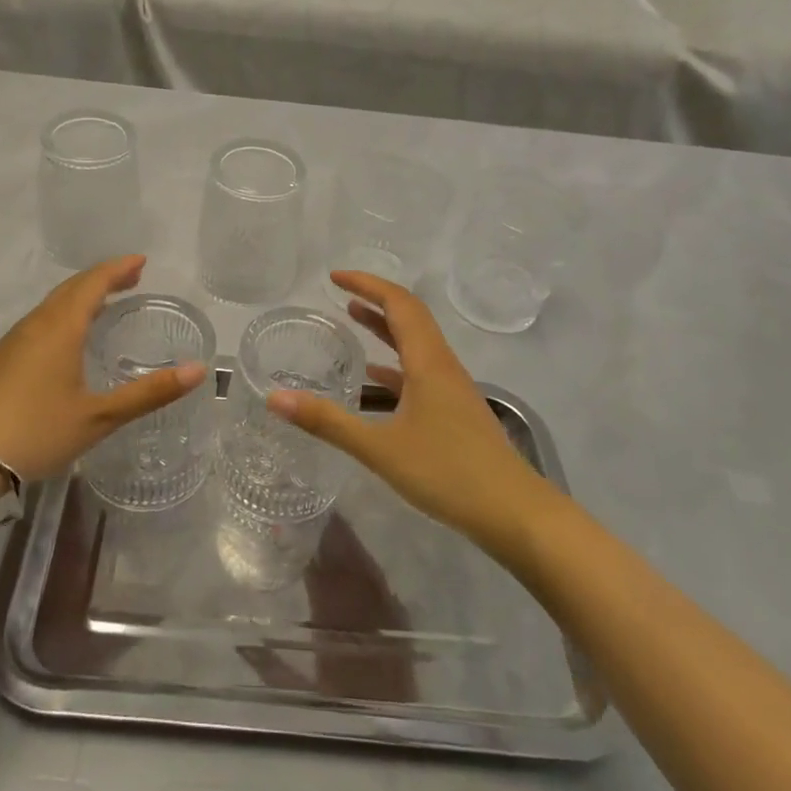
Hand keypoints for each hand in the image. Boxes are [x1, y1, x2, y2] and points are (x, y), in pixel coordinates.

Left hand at [0, 256, 206, 485]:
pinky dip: (63, 315)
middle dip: (102, 278)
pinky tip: (66, 339)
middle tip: (130, 277)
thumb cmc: (35, 431)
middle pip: (71, 288)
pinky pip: (39, 322)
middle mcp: (36, 325)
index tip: (141, 261)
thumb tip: (199, 370)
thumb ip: (150, 393)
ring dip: (81, 296)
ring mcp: (12, 342)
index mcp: (61, 328)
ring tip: (104, 303)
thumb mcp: (99, 416)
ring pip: (52, 305)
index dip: (118, 269)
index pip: (93, 283)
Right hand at [266, 272, 551, 553]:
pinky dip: (395, 362)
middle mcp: (442, 365)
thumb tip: (275, 399)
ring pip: (416, 342)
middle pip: (410, 317)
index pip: (398, 303)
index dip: (367, 284)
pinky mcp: (455, 411)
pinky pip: (420, 370)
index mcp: (428, 362)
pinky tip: (376, 379)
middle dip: (375, 299)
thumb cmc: (448, 473)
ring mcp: (452, 388)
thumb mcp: (380, 449)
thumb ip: (328, 423)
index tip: (334, 277)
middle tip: (339, 294)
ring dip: (386, 327)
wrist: (515, 513)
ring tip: (353, 319)